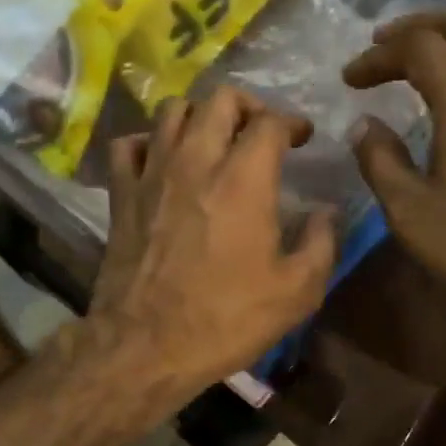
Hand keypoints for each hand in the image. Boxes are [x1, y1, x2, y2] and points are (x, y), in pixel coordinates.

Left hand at [87, 86, 335, 403]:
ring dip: (199, 115)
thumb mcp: (296, 293)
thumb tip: (325, 212)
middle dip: (248, 106)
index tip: (301, 138)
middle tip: (259, 131)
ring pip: (171, 110)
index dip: (292, 123)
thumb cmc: (225, 320)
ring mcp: (152, 174)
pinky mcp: (120, 195)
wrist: (146, 346)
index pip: (270, 122)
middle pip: (219, 99)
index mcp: (244, 179)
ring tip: (212, 139)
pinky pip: (128, 145)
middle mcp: (195, 161)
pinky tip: (161, 161)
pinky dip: (148, 143)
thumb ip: (321, 243)